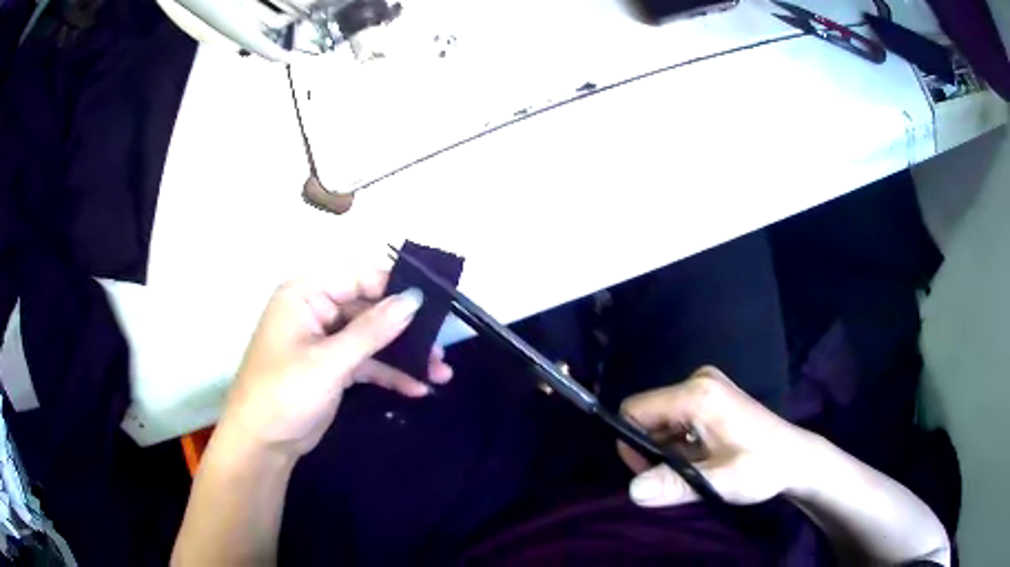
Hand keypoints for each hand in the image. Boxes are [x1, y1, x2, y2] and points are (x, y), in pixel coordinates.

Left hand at [219, 272, 453, 459]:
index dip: (396, 289)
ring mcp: (326, 340)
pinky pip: (367, 362)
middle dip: (407, 331)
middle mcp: (317, 310)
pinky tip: (417, 388)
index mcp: (306, 294)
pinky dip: (389, 374)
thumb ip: (372, 330)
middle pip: (370, 310)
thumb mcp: (329, 362)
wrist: (262, 444)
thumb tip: (415, 299)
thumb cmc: (284, 393)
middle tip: (442, 346)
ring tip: (441, 372)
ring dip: (404, 355)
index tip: (436, 304)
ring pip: (373, 339)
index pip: (359, 278)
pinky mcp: (333, 367)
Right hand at [618, 366, 809, 506]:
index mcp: (697, 395)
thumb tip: (632, 491)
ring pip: (661, 419)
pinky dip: (678, 442)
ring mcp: (706, 386)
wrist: (796, 457)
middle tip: (674, 478)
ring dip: (666, 449)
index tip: (649, 472)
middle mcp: (698, 381)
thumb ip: (675, 485)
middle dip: (651, 449)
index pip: (635, 409)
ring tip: (692, 470)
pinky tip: (700, 460)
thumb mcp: (720, 482)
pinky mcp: (711, 396)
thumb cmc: (762, 467)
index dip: (631, 443)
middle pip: (648, 415)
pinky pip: (676, 418)